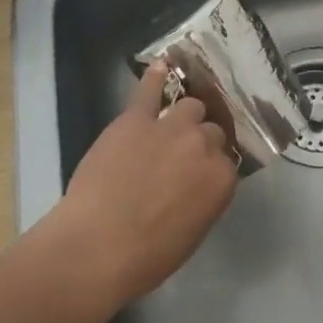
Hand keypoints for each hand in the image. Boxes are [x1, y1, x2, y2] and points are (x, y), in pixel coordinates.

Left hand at [45, 62, 238, 309]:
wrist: (95, 247)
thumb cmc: (145, 257)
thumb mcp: (191, 234)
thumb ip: (204, 200)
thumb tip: (199, 185)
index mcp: (222, 179)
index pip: (226, 162)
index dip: (210, 169)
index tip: (198, 178)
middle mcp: (204, 145)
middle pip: (211, 131)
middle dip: (200, 143)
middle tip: (181, 159)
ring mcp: (171, 127)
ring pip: (190, 107)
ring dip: (184, 117)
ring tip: (170, 128)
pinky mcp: (137, 118)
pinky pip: (150, 90)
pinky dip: (156, 77)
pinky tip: (161, 66)